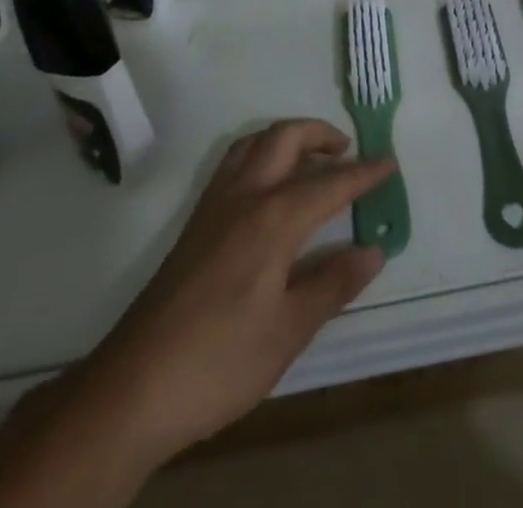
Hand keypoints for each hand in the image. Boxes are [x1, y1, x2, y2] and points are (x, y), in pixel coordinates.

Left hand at [85, 118, 394, 465]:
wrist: (133, 388)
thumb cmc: (219, 361)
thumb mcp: (287, 332)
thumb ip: (332, 285)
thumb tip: (373, 251)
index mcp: (274, 219)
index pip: (330, 184)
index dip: (363, 173)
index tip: (389, 163)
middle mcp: (245, 196)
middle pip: (285, 139)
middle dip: (321, 135)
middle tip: (348, 151)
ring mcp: (214, 206)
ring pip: (254, 144)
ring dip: (287, 139)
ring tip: (311, 160)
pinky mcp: (195, 224)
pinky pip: (233, 164)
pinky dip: (260, 155)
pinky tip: (268, 189)